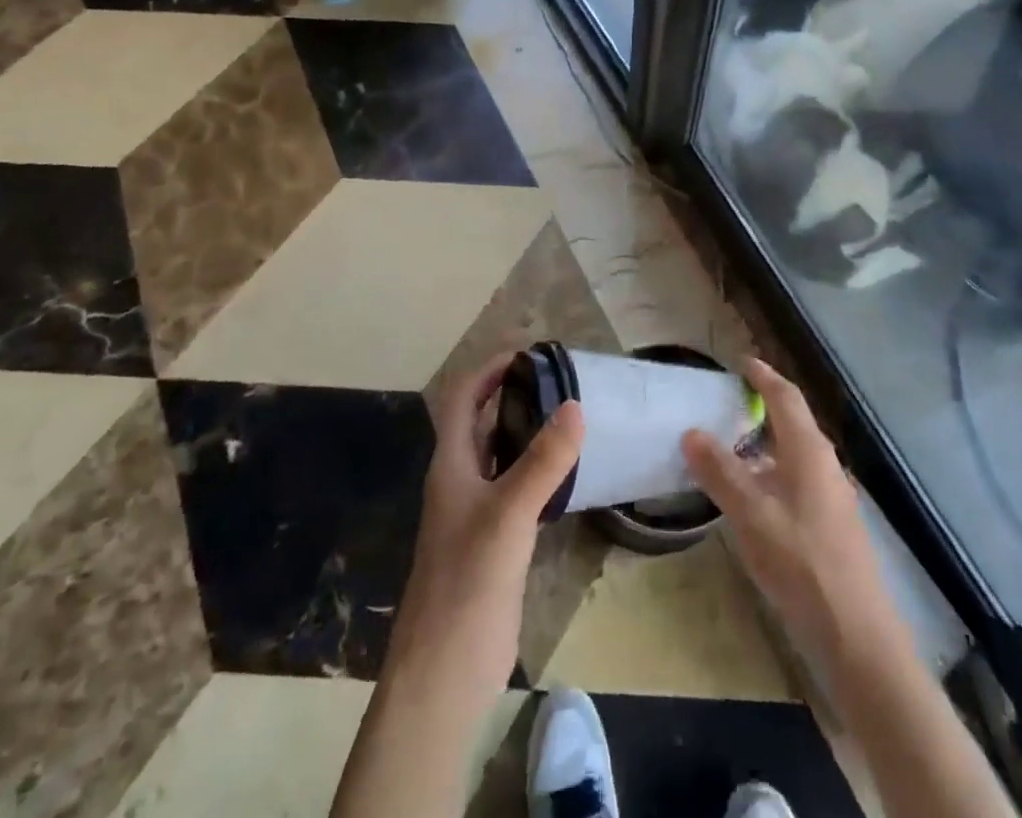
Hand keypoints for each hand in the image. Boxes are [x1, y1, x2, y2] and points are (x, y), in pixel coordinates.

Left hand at [384, 354, 583, 699]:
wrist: (445, 671)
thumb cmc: (468, 582)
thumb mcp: (509, 514)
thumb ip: (544, 461)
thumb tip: (575, 405)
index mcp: (452, 464)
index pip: (465, 397)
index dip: (490, 368)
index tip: (529, 351)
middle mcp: (461, 480)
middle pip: (482, 421)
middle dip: (513, 393)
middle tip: (559, 378)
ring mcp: (477, 512)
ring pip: (501, 455)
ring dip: (527, 430)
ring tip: (569, 413)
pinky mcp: (495, 541)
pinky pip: (517, 488)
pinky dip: (538, 469)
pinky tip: (568, 470)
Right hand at [683, 358, 897, 660]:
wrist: (855, 633)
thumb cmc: (801, 562)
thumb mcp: (751, 514)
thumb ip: (720, 471)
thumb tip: (692, 432)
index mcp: (809, 450)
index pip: (785, 396)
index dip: (763, 376)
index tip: (740, 362)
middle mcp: (825, 464)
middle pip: (793, 422)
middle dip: (762, 407)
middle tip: (726, 402)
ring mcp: (832, 495)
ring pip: (794, 454)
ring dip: (764, 443)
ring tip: (730, 447)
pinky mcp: (832, 524)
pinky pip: (797, 479)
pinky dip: (771, 472)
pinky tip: (751, 495)